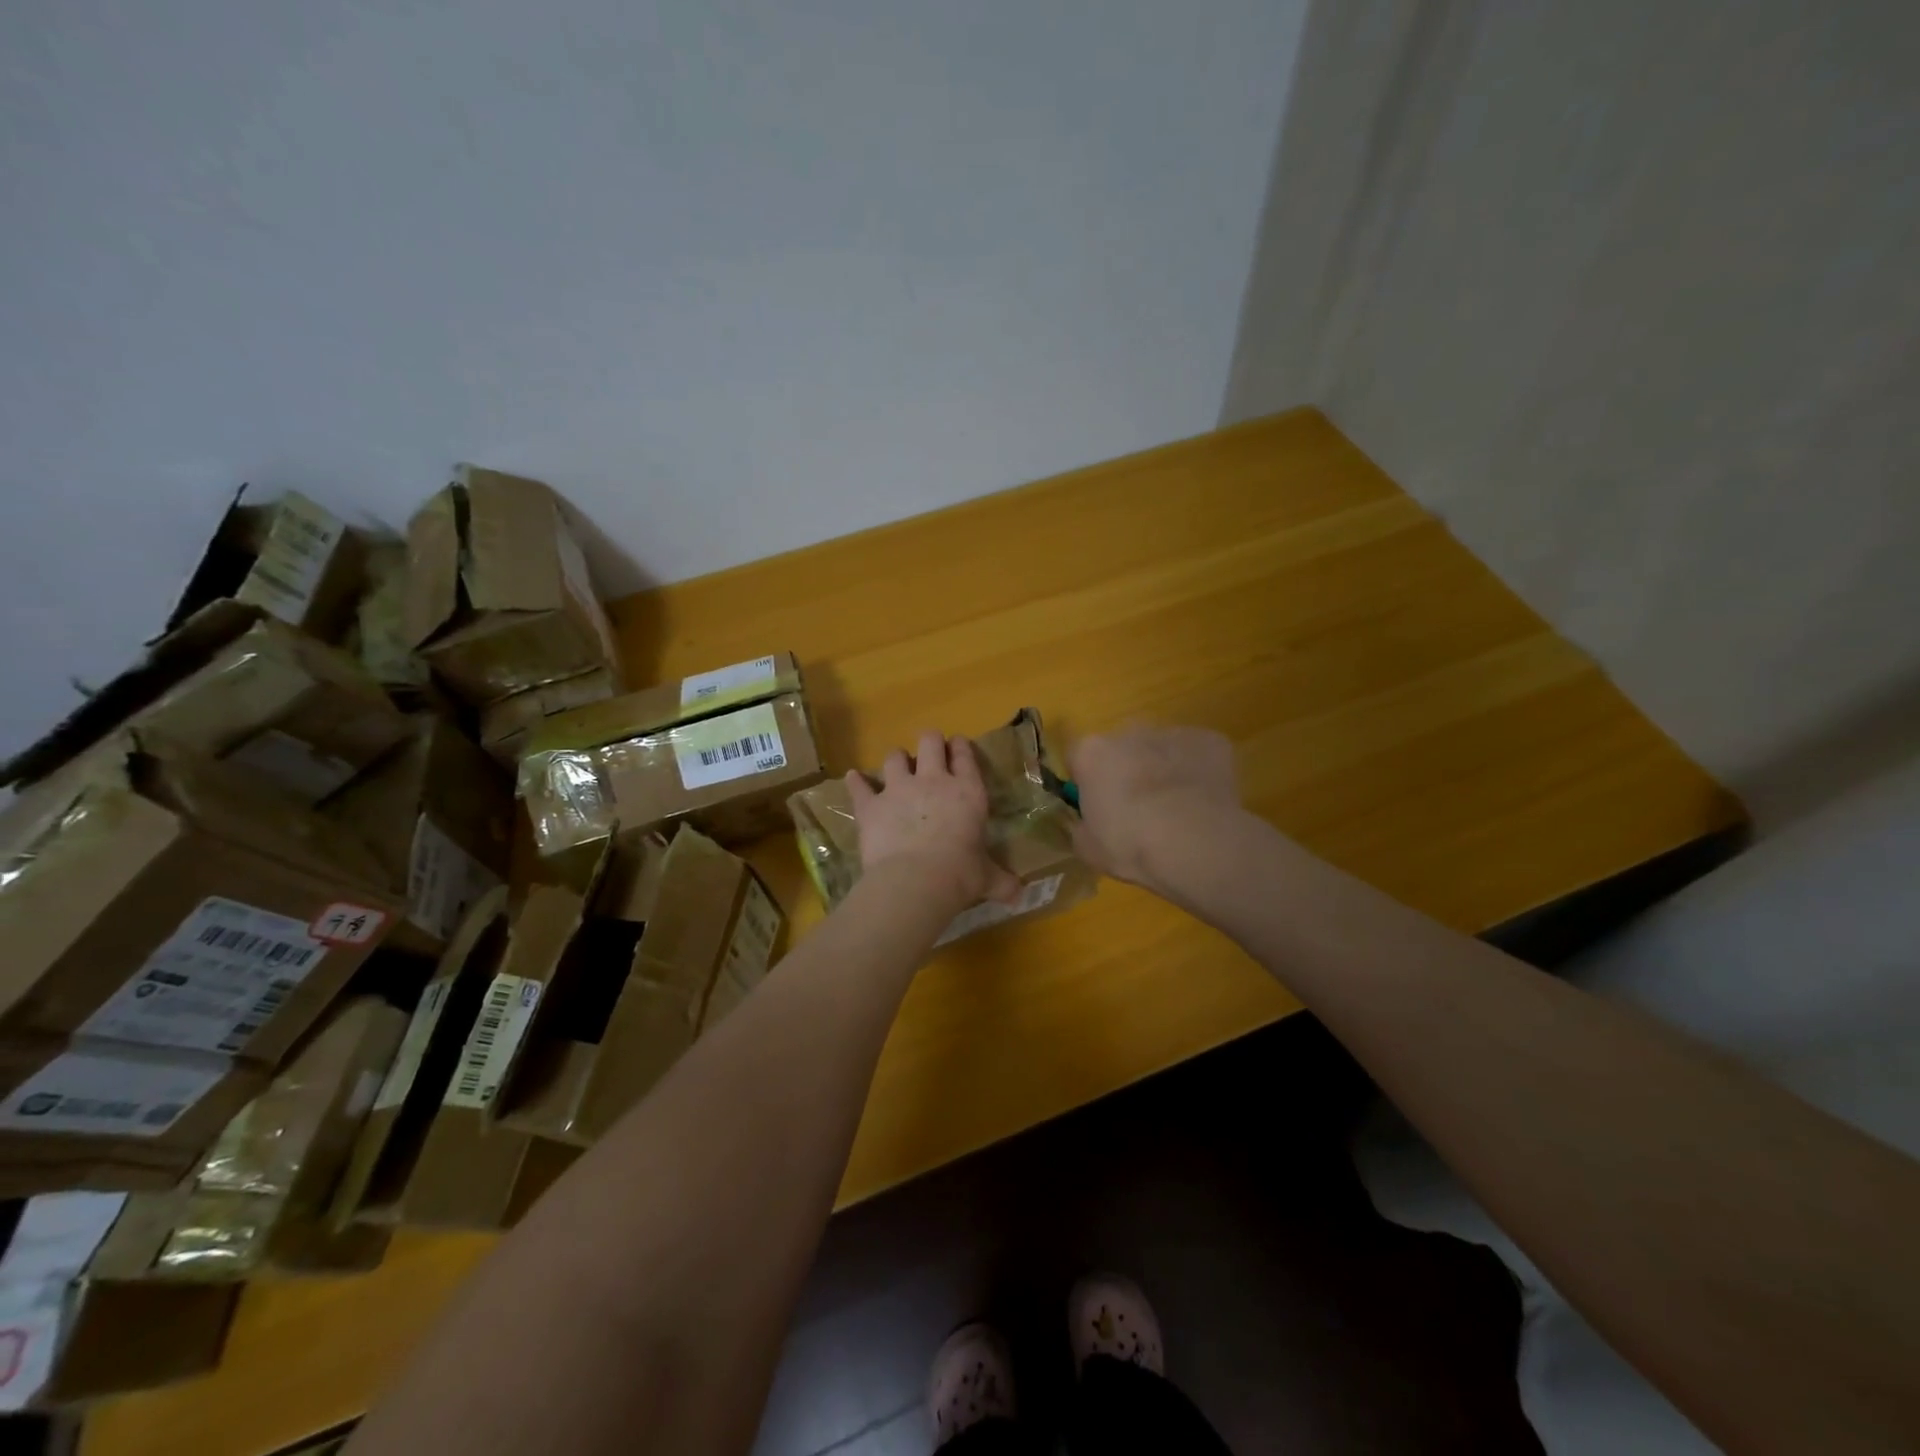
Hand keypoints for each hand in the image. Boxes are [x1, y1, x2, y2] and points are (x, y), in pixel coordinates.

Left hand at [847, 731, 1024, 911]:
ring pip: (894, 757)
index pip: (965, 756)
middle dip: (929, 742)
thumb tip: (1018, 895)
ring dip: (896, 760)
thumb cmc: (960, 875)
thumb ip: (1001, 882)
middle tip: (929, 751)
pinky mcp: (870, 805)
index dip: (960, 747)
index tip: (957, 746)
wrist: (915, 881)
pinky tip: (853, 778)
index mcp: (967, 792)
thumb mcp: (986, 878)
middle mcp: (933, 781)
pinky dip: (856, 782)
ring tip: (897, 767)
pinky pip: (860, 786)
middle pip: (929, 741)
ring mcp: (898, 789)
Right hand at [1068, 724, 1241, 888]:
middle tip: (1137, 808)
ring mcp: (1171, 733)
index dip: (1086, 782)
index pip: (1078, 758)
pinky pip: (1196, 754)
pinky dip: (1197, 771)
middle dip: (1126, 770)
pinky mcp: (1209, 740)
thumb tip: (1087, 822)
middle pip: (1121, 748)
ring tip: (1175, 808)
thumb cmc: (1131, 845)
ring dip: (1162, 769)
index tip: (1097, 806)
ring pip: (1160, 749)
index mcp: (1092, 753)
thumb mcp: (1088, 848)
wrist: (1195, 844)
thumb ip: (1082, 826)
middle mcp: (1128, 732)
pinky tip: (1203, 802)